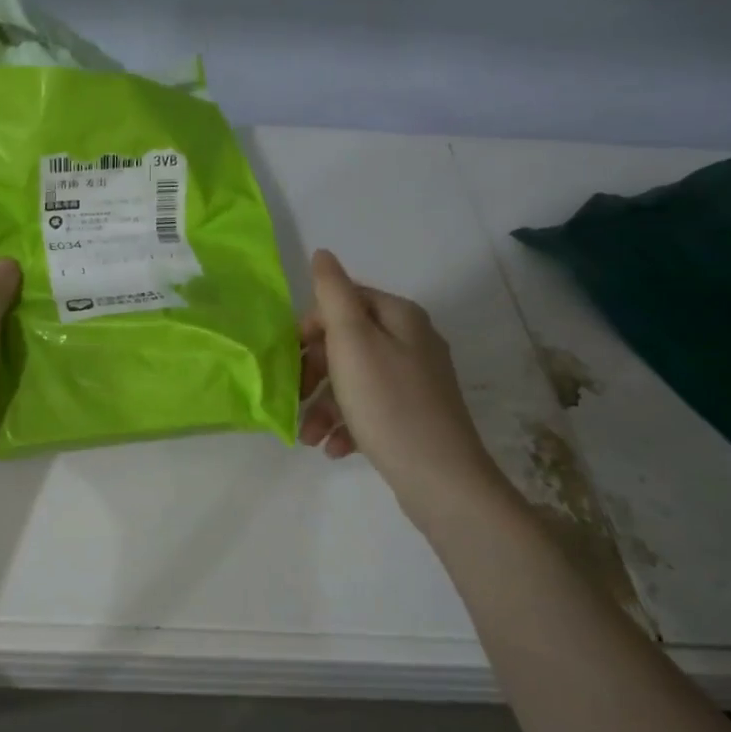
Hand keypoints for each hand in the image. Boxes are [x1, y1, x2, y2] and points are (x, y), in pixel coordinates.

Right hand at [299, 249, 500, 526]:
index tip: (289, 359)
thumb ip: (333, 294)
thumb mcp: (352, 342)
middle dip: (314, 372)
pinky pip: (370, 409)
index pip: (343, 302)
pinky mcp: (414, 416)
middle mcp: (412, 341)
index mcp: (399, 317)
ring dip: (324, 405)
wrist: (440, 478)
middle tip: (294, 398)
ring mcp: (416, 381)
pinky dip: (347, 424)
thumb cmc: (388, 404)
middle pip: (347, 343)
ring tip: (308, 436)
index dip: (310, 327)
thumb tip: (322, 253)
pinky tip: (334, 448)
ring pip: (354, 380)